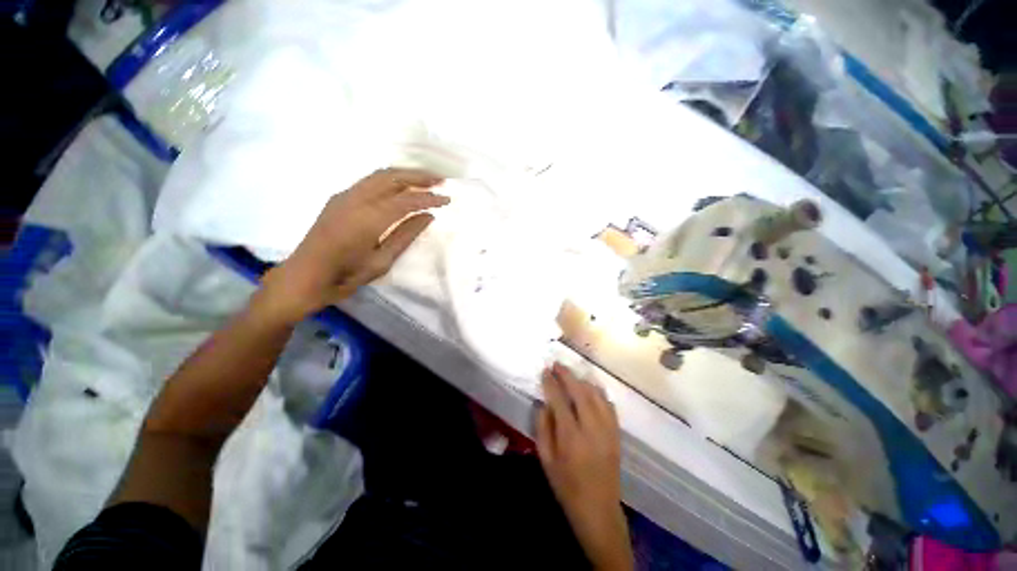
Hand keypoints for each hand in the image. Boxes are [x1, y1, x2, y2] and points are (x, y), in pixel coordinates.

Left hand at [257, 168, 447, 322]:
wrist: (305, 277)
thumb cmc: (346, 275)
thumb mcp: (382, 261)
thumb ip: (406, 235)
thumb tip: (428, 216)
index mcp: (369, 218)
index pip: (406, 200)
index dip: (429, 198)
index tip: (447, 199)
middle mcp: (356, 199)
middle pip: (392, 177)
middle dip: (418, 176)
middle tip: (440, 180)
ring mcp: (344, 196)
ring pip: (379, 175)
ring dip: (404, 175)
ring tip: (425, 180)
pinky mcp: (339, 199)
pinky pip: (369, 182)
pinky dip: (390, 180)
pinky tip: (400, 188)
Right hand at [536, 363, 632, 570]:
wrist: (598, 509)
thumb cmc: (566, 486)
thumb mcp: (546, 460)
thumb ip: (543, 428)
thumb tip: (544, 403)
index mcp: (571, 437)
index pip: (559, 400)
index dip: (551, 383)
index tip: (545, 371)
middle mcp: (591, 429)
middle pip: (580, 392)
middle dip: (567, 375)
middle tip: (557, 364)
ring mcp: (607, 430)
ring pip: (596, 395)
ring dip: (582, 380)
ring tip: (571, 373)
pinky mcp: (616, 433)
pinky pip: (608, 405)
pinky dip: (598, 392)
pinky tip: (590, 388)